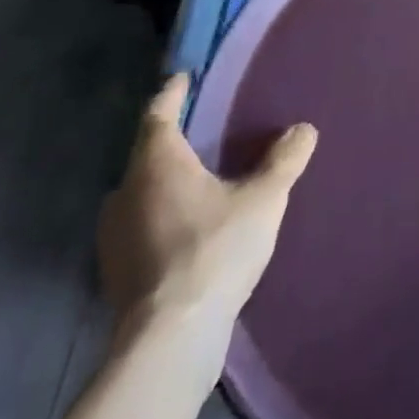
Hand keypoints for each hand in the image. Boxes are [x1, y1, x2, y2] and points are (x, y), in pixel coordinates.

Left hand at [97, 74, 316, 362]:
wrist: (170, 340)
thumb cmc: (214, 250)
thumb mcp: (264, 198)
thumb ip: (285, 160)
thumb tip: (304, 128)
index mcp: (157, 163)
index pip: (158, 114)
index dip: (171, 93)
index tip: (182, 79)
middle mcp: (126, 192)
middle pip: (144, 154)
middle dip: (167, 140)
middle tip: (196, 130)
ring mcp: (114, 237)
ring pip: (137, 193)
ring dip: (159, 182)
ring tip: (191, 179)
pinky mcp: (114, 274)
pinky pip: (136, 226)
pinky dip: (156, 217)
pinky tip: (181, 228)